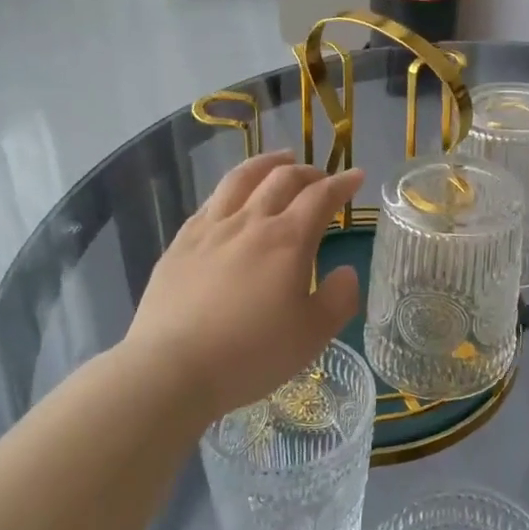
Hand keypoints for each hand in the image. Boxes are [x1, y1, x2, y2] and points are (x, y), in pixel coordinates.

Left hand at [120, 152, 363, 422]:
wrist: (171, 369)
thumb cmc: (251, 355)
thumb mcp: (313, 335)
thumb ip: (338, 298)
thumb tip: (346, 272)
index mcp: (288, 240)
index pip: (321, 196)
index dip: (342, 183)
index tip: (357, 176)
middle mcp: (250, 222)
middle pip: (282, 179)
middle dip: (308, 171)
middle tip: (322, 177)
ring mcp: (210, 229)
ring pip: (242, 179)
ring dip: (267, 163)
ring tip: (280, 160)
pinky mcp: (180, 243)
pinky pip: (210, 202)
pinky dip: (232, 189)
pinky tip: (232, 198)